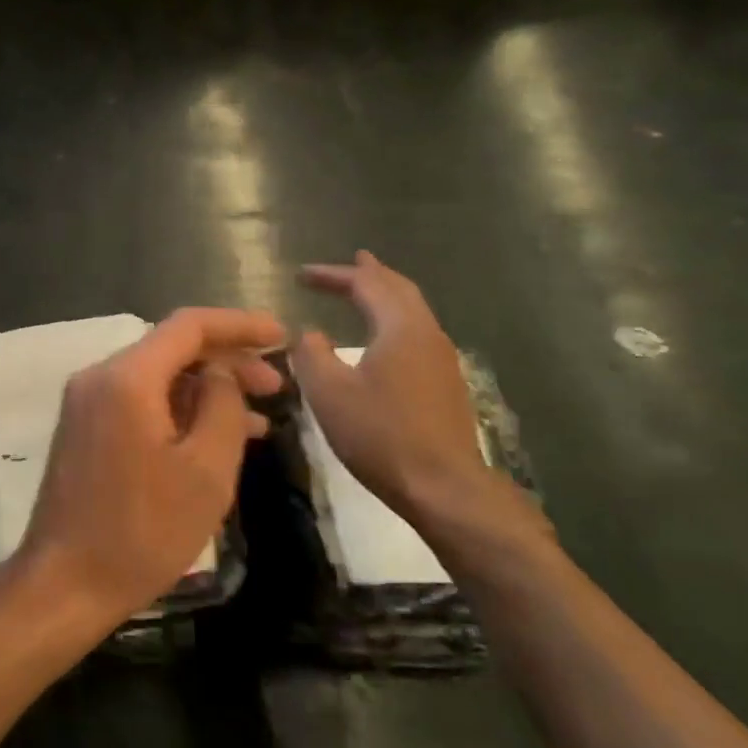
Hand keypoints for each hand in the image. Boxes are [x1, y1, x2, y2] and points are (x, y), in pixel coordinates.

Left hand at [18, 307, 285, 628]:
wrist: (65, 583)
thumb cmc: (143, 531)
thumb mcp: (205, 470)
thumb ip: (223, 406)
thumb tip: (221, 373)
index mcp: (126, 378)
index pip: (189, 326)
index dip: (240, 324)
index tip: (282, 336)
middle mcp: (98, 378)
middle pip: (171, 349)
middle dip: (227, 362)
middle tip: (277, 388)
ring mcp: (85, 404)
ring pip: (156, 377)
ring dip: (205, 390)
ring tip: (259, 418)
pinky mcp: (84, 430)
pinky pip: (138, 402)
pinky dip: (178, 411)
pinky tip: (214, 437)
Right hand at [290, 253, 493, 525]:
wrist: (442, 486)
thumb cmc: (380, 434)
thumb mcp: (328, 392)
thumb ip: (312, 354)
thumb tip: (309, 333)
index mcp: (400, 328)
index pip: (366, 284)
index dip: (333, 274)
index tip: (301, 274)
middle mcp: (427, 334)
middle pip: (399, 289)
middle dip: (370, 274)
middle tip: (350, 261)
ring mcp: (442, 359)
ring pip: (412, 311)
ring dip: (386, 295)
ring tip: (367, 289)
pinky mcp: (445, 383)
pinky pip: (416, 333)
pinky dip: (394, 319)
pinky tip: (383, 336)